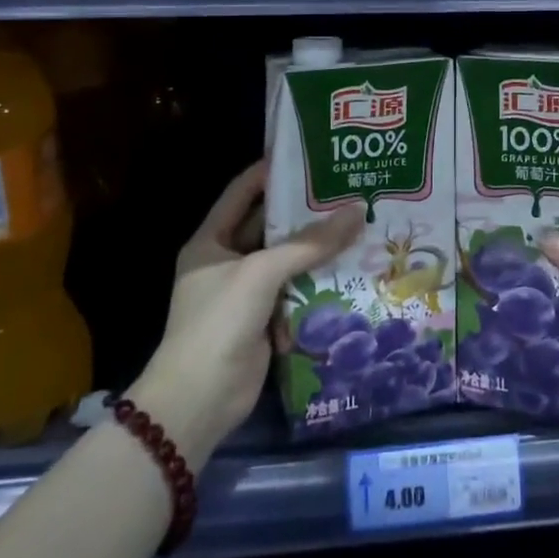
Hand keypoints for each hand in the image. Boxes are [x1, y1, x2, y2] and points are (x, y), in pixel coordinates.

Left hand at [126, 162, 362, 466]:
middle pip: (271, 226)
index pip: (243, 191)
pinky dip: (319, 282)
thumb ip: (309, 243)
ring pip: (288, 259)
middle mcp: (228, 261)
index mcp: (211, 241)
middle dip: (306, 211)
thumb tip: (359, 211)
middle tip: (348, 190)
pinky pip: (296, 291)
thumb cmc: (218, 322)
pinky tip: (352, 267)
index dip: (272, 172)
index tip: (310, 156)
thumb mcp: (261, 273)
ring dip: (318, 247)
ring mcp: (246, 292)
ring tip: (360, 222)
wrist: (199, 400)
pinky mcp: (265, 319)